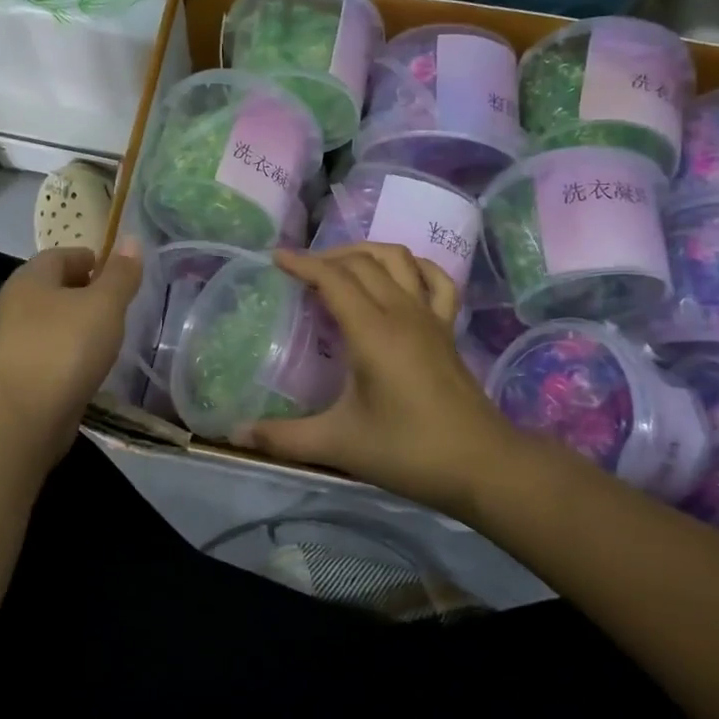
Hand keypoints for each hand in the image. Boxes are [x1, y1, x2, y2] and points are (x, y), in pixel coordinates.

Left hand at [0, 241, 143, 438]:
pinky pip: (49, 354)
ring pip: (51, 323)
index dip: (90, 259)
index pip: (60, 255)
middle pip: (53, 289)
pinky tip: (89, 367)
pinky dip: (69, 354)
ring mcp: (11, 343)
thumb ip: (120, 274)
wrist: (23, 415)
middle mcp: (14, 305)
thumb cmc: (65, 346)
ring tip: (109, 336)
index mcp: (30, 278)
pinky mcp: (16, 376)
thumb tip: (131, 240)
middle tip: (118, 304)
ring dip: (77, 326)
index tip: (118, 274)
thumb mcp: (104, 304)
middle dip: (84, 293)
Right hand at [242, 244, 520, 513]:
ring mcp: (430, 317)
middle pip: (362, 262)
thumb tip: (235, 435)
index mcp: (372, 331)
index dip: (302, 263)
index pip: (333, 278)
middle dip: (327, 257)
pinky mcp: (448, 329)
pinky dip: (415, 267)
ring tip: (341, 266)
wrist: (483, 465)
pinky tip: (401, 276)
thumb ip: (284, 437)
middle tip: (299, 272)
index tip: (275, 258)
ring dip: (366, 252)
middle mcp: (401, 312)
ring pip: (399, 259)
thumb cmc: (409, 451)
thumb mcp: (339, 444)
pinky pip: (436, 280)